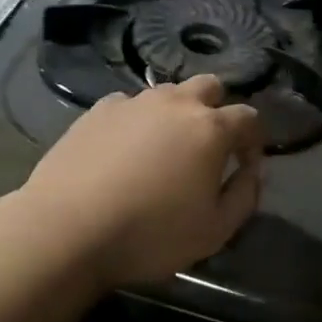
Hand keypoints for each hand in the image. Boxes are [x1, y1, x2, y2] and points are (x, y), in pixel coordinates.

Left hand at [17, 75, 264, 288]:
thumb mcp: (215, 230)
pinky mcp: (98, 110)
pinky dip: (137, 121)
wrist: (67, 228)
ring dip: (176, 113)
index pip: (249, 117)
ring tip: (163, 150)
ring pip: (168, 93)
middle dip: (217, 110)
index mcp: (210, 129)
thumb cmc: (150, 234)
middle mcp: (175, 103)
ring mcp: (133, 102)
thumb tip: (252, 171)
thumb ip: (245, 195)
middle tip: (206, 148)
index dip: (254, 140)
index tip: (244, 165)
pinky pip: (129, 105)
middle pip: (210, 87)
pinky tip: (124, 151)